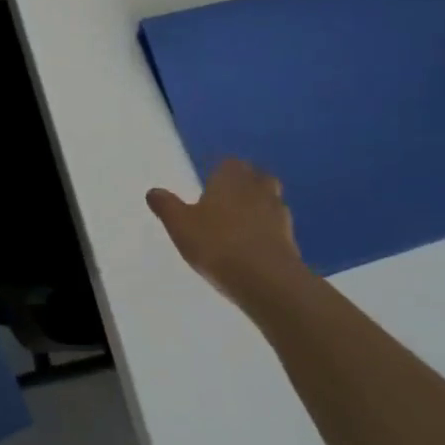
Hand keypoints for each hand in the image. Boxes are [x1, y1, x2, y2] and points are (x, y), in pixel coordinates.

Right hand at [147, 159, 303, 304]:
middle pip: (256, 178)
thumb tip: (153, 191)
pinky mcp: (291, 240)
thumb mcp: (180, 225)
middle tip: (227, 199)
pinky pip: (277, 227)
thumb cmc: (217, 244)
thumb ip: (166, 206)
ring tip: (240, 223)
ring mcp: (278, 215)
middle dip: (245, 184)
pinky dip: (267, 231)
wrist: (267, 281)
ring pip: (270, 201)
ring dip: (259, 207)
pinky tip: (253, 245)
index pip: (230, 163)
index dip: (221, 171)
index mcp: (230, 180)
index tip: (210, 182)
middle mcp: (257, 190)